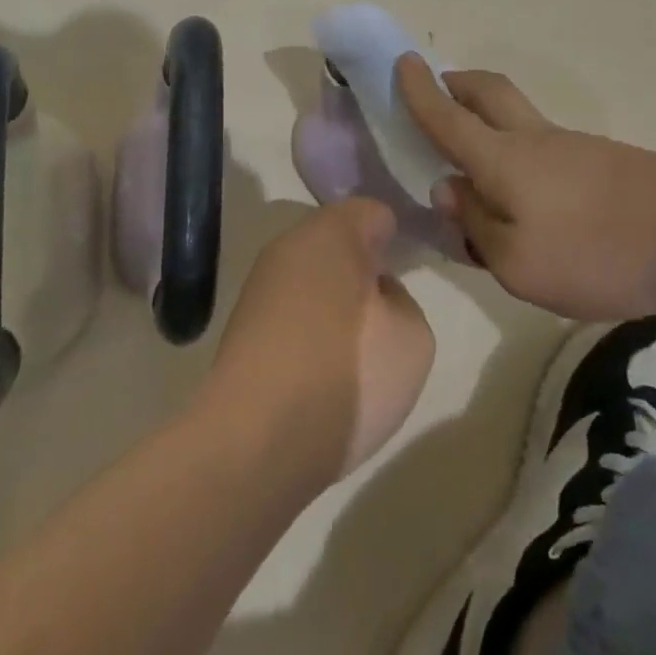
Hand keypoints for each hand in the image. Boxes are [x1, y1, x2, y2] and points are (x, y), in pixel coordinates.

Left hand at [200, 198, 435, 488]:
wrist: (257, 441)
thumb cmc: (348, 373)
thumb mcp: (413, 337)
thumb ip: (403, 301)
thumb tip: (375, 297)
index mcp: (333, 231)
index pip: (373, 214)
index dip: (396, 238)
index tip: (409, 270)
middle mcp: (290, 245)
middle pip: (337, 244)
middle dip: (362, 270)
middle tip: (387, 313)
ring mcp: (260, 286)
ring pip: (312, 279)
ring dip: (335, 302)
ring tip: (357, 350)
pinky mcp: (242, 327)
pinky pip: (291, 313)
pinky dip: (309, 331)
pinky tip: (323, 371)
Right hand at [398, 56, 655, 319]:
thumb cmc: (595, 251)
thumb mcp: (518, 264)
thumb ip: (476, 227)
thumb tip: (449, 190)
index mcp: (501, 159)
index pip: (447, 118)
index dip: (419, 91)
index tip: (401, 62)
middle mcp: (531, 140)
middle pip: (488, 92)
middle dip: (458, 84)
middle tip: (440, 87)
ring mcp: (570, 147)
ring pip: (517, 118)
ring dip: (488, 118)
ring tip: (475, 161)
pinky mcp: (600, 163)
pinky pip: (542, 146)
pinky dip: (518, 151)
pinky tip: (526, 196)